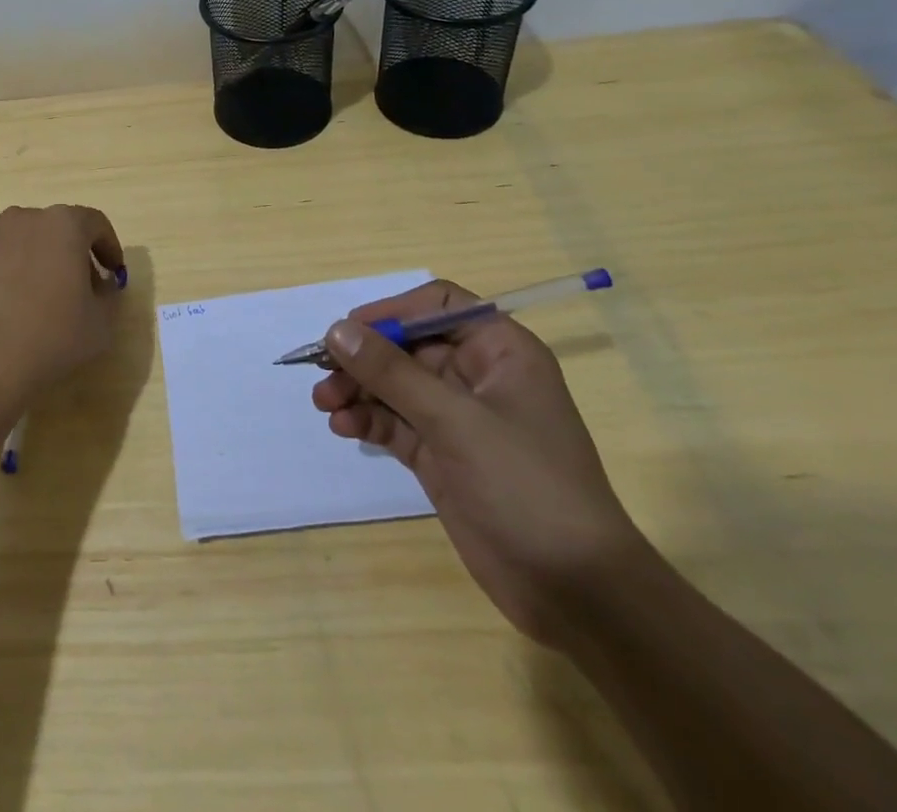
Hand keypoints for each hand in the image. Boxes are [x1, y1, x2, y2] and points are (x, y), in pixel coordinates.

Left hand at [0, 205, 125, 406]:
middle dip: (66, 253)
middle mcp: (22, 217)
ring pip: (15, 239)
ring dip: (27, 259)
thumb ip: (108, 297)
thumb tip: (99, 286)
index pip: (94, 223)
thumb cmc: (49, 338)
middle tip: (73, 289)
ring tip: (28, 297)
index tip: (112, 271)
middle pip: (53, 228)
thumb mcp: (100, 325)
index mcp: (63, 225)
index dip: (108, 246)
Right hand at [311, 279, 642, 644]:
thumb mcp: (455, 421)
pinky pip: (394, 422)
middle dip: (363, 358)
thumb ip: (391, 372)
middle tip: (322, 373)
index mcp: (500, 352)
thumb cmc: (526, 485)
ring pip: (394, 385)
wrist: (575, 591)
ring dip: (357, 389)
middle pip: (407, 346)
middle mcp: (477, 376)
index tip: (350, 331)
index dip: (392, 312)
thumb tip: (336, 329)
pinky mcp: (442, 455)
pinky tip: (342, 426)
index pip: (438, 305)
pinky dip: (367, 419)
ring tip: (325, 404)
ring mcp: (458, 418)